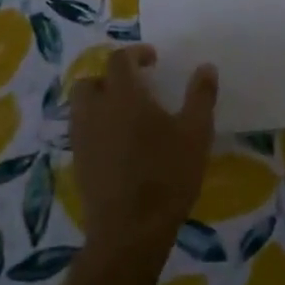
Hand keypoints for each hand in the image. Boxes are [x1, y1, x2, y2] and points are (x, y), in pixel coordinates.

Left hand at [69, 45, 217, 265]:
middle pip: (91, 80)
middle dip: (110, 77)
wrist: (129, 231)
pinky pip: (83, 131)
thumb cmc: (167, 175)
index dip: (135, 54)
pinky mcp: (78, 162)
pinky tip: (120, 143)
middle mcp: (95, 110)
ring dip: (101, 101)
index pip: (119, 60)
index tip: (153, 60)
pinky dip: (97, 126)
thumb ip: (201, 96)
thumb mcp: (195, 133)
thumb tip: (206, 67)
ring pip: (82, 106)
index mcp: (123, 95)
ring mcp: (82, 138)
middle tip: (135, 86)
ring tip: (127, 114)